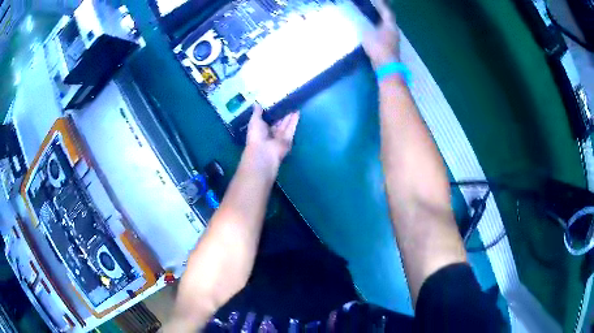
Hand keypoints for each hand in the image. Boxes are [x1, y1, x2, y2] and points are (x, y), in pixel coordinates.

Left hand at [245, 104, 299, 171]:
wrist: (264, 152)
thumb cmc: (256, 136)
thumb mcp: (254, 121)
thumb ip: (257, 112)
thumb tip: (256, 103)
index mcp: (260, 130)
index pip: (267, 121)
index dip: (271, 114)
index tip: (276, 104)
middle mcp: (270, 134)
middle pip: (278, 123)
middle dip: (282, 114)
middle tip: (287, 104)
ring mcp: (280, 137)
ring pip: (286, 125)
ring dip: (290, 116)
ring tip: (294, 106)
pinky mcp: (288, 139)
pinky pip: (291, 128)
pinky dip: (294, 121)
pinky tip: (297, 112)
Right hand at [363, 0, 400, 68]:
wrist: (387, 67)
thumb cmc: (378, 48)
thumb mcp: (367, 34)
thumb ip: (362, 26)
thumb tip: (358, 21)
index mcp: (390, 26)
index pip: (387, 12)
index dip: (381, 5)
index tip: (376, 0)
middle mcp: (394, 31)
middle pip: (388, 19)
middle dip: (382, 12)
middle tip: (374, 7)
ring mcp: (393, 40)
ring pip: (387, 27)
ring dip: (380, 21)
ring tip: (372, 17)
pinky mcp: (390, 47)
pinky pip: (384, 33)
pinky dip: (379, 29)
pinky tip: (373, 30)